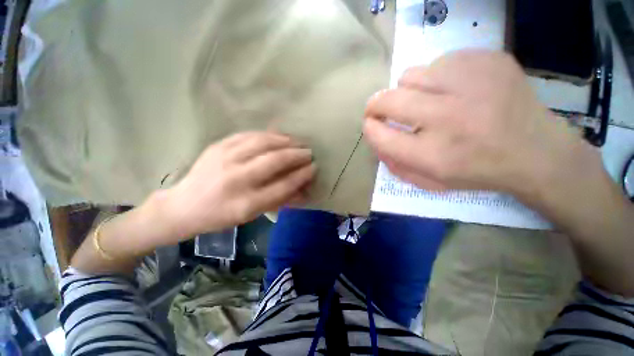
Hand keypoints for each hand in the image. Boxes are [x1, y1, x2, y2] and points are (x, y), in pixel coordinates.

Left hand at [163, 132, 315, 238]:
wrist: (184, 206)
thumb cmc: (222, 215)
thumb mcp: (252, 215)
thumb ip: (280, 200)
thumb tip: (304, 189)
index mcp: (246, 203)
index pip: (284, 185)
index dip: (302, 175)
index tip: (313, 167)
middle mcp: (236, 180)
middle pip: (275, 161)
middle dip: (297, 155)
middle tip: (309, 152)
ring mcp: (225, 159)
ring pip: (263, 143)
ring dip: (285, 141)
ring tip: (297, 142)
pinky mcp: (218, 146)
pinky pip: (248, 135)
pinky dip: (267, 135)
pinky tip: (278, 136)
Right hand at [363, 50, 601, 202]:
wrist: (537, 152)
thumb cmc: (476, 171)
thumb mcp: (429, 181)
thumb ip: (395, 163)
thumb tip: (374, 137)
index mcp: (433, 155)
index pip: (381, 136)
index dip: (370, 128)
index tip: (370, 125)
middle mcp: (448, 117)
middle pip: (388, 100)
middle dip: (376, 105)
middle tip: (381, 110)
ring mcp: (471, 83)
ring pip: (410, 75)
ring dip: (409, 91)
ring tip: (426, 101)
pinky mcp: (489, 59)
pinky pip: (440, 62)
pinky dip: (437, 78)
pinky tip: (454, 91)